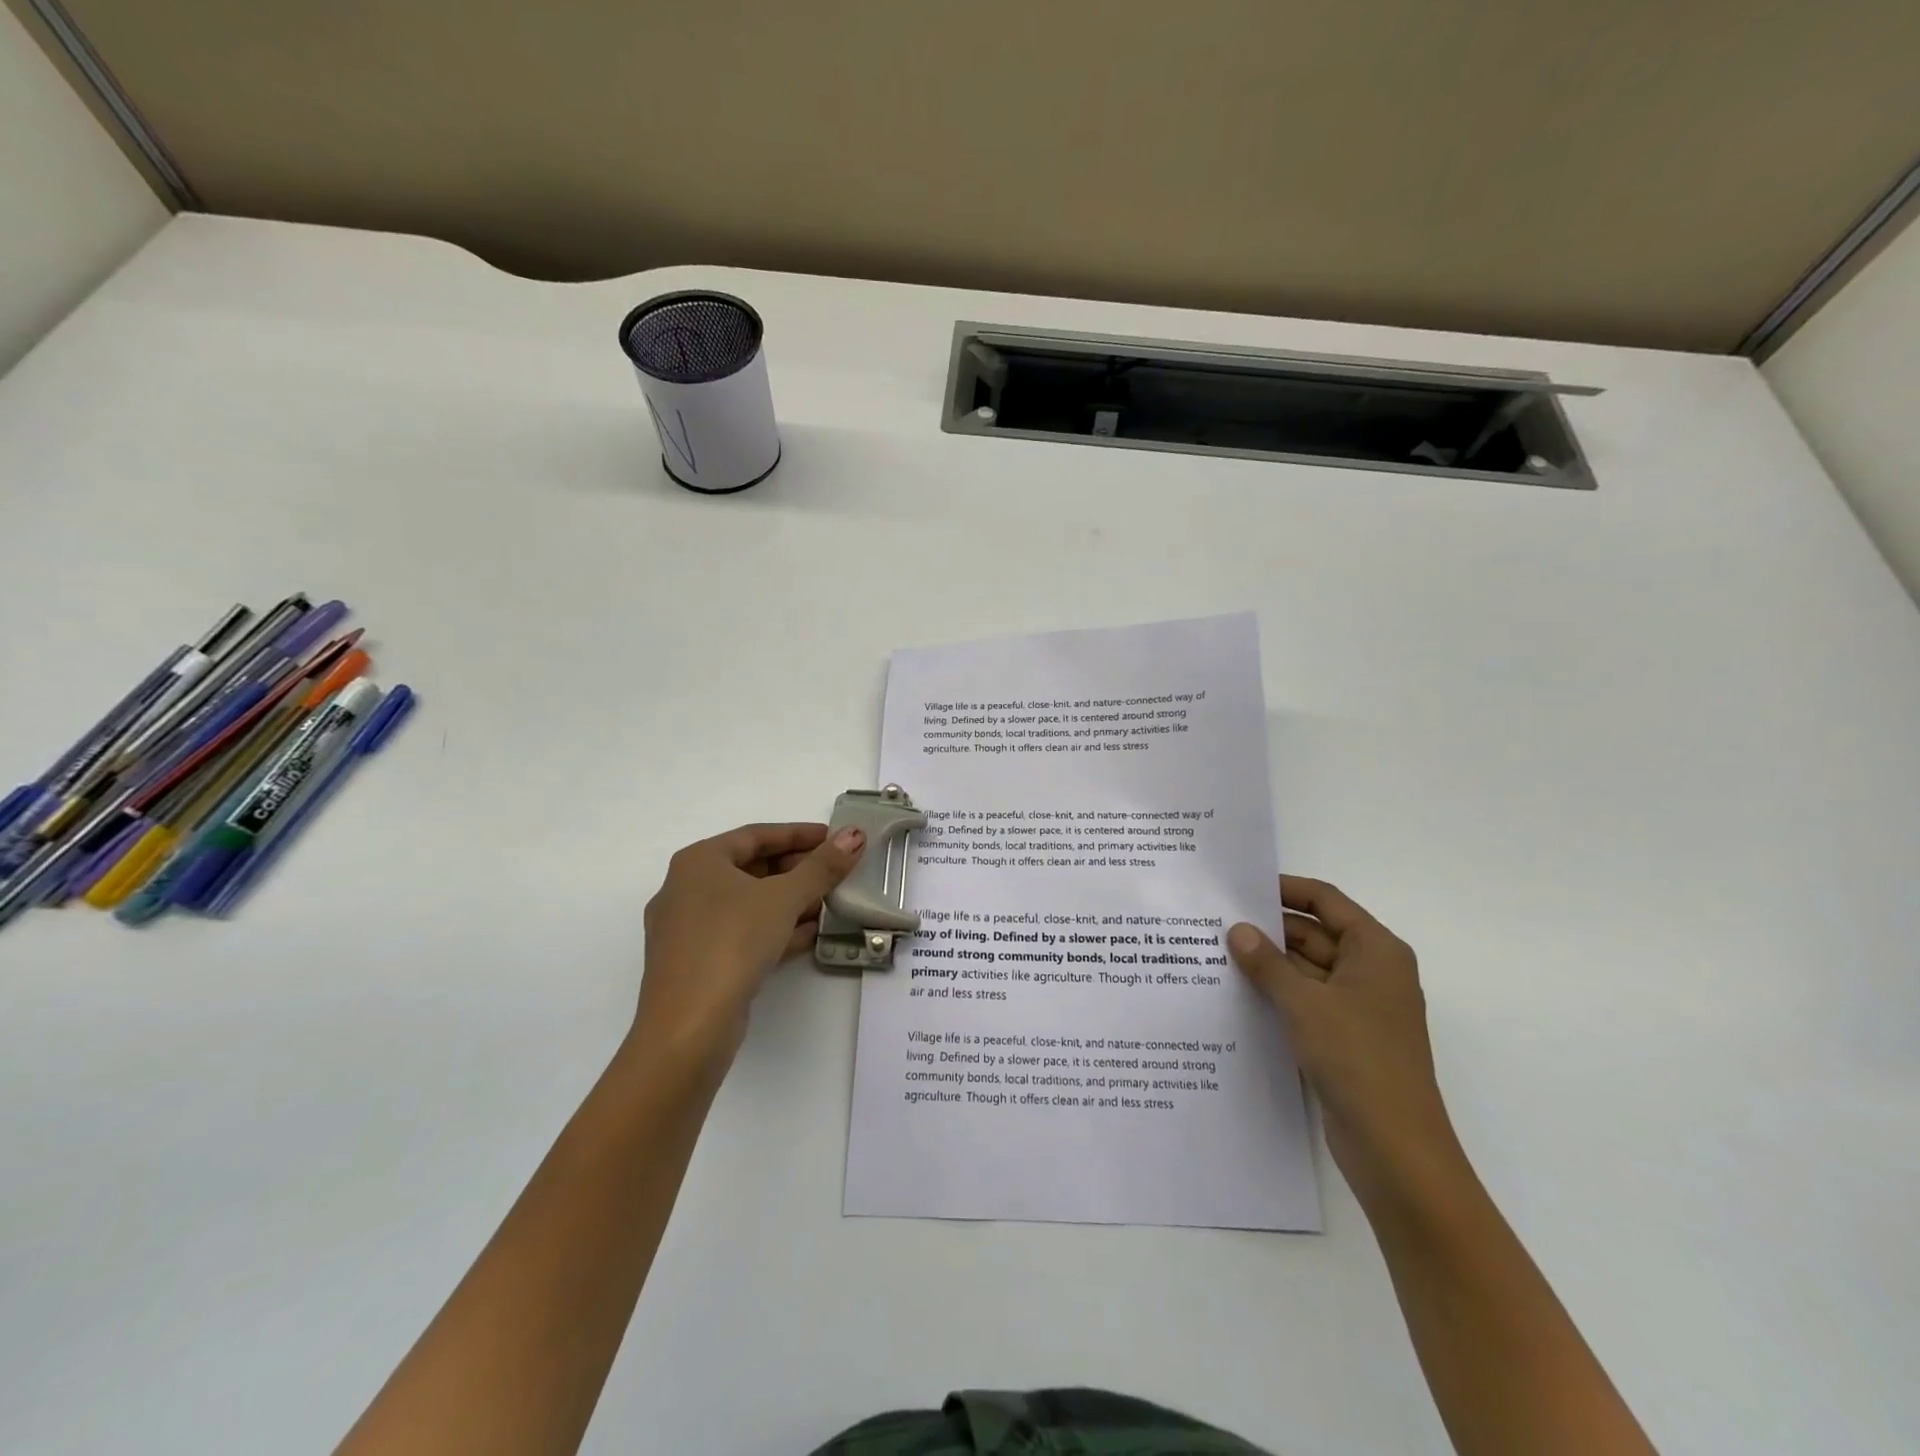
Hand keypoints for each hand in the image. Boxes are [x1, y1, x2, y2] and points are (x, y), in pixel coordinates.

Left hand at [634, 822, 865, 1070]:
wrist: (688, 1028)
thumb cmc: (731, 943)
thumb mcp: (784, 898)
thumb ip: (822, 866)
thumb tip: (854, 834)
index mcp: (698, 861)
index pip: (757, 835)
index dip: (799, 834)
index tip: (834, 838)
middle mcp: (686, 889)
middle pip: (751, 868)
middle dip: (797, 870)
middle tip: (836, 871)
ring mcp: (688, 929)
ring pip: (748, 904)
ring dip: (790, 901)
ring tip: (830, 902)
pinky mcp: (697, 963)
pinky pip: (742, 933)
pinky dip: (774, 929)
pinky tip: (810, 935)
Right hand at [1229, 877, 1466, 1208]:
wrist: (1395, 1149)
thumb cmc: (1357, 1058)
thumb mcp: (1304, 1003)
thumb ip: (1267, 963)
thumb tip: (1237, 930)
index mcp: (1375, 950)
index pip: (1325, 901)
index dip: (1285, 889)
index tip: (1241, 886)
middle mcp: (1370, 972)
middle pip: (1314, 935)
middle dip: (1269, 930)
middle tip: (1215, 922)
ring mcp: (1358, 1008)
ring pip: (1306, 971)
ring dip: (1268, 965)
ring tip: (1214, 954)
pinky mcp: (1344, 1038)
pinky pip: (1305, 1002)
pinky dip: (1276, 994)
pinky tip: (1235, 993)